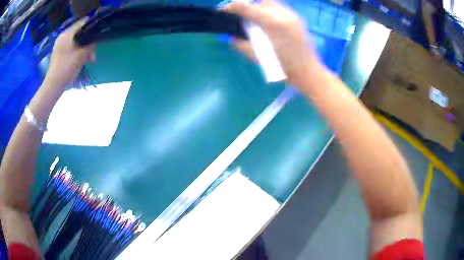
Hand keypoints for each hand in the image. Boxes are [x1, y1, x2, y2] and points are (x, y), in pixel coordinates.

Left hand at [45, 18, 95, 87]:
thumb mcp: (81, 56)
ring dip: (84, 50)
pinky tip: (82, 61)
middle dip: (88, 43)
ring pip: (76, 43)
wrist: (53, 86)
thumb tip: (96, 41)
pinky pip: (71, 49)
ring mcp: (60, 46)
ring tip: (90, 60)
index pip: (82, 23)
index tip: (99, 31)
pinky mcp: (59, 54)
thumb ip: (90, 46)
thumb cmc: (66, 68)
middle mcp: (63, 37)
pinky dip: (77, 53)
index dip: (92, 26)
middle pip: (80, 34)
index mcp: (67, 34)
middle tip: (93, 54)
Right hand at [223, 0, 319, 83]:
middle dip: (248, 6)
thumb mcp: (259, 58)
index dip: (233, 7)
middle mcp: (284, 15)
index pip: (248, 8)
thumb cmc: (284, 68)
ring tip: (256, 19)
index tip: (224, 10)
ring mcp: (293, 16)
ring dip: (260, 7)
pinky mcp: (298, 19)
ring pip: (271, 2)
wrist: (308, 72)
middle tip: (242, 17)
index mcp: (274, 25)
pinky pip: (280, 8)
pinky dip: (270, 11)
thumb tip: (231, 36)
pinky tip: (269, 22)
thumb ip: (242, 44)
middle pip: (260, 1)